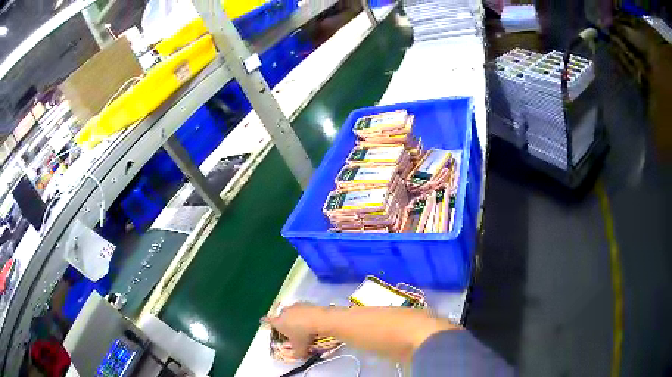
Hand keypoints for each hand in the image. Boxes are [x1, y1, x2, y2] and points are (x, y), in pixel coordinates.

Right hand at [266, 303, 322, 358]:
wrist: (318, 320)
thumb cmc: (304, 335)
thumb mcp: (300, 349)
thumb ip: (297, 354)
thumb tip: (298, 356)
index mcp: (278, 323)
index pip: (268, 322)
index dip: (268, 324)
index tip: (268, 325)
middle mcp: (283, 313)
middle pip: (280, 317)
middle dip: (284, 323)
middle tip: (290, 330)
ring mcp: (294, 306)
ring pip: (291, 312)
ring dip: (294, 318)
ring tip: (302, 326)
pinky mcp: (304, 303)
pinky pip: (301, 309)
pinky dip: (304, 314)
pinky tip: (310, 320)